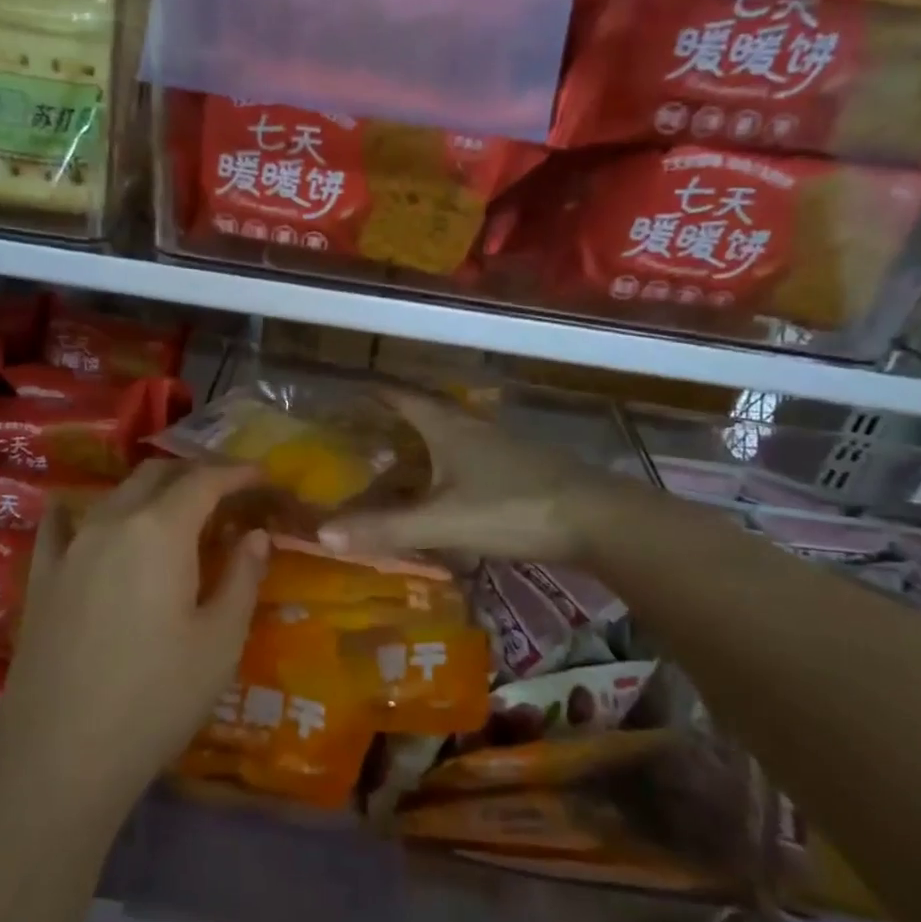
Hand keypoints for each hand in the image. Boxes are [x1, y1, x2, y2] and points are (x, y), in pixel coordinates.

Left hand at [0, 461, 269, 817]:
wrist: (60, 755)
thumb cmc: (156, 697)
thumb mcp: (220, 641)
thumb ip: (243, 577)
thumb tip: (255, 535)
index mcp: (160, 530)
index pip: (204, 481)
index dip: (236, 473)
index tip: (261, 476)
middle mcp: (112, 522)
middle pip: (156, 476)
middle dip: (195, 474)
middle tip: (226, 494)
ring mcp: (70, 547)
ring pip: (115, 494)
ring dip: (151, 491)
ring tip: (176, 512)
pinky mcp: (41, 576)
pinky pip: (62, 524)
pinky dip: (87, 511)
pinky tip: (89, 520)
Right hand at [319, 390, 614, 562]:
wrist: (598, 520)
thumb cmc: (514, 509)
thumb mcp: (443, 522)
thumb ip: (386, 528)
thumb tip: (322, 534)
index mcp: (449, 429)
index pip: (404, 397)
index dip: (376, 391)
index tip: (352, 388)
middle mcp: (473, 429)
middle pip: (427, 414)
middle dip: (396, 419)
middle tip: (366, 431)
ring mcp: (501, 448)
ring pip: (451, 439)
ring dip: (423, 446)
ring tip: (398, 463)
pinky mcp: (521, 470)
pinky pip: (470, 462)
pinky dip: (447, 469)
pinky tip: (445, 492)